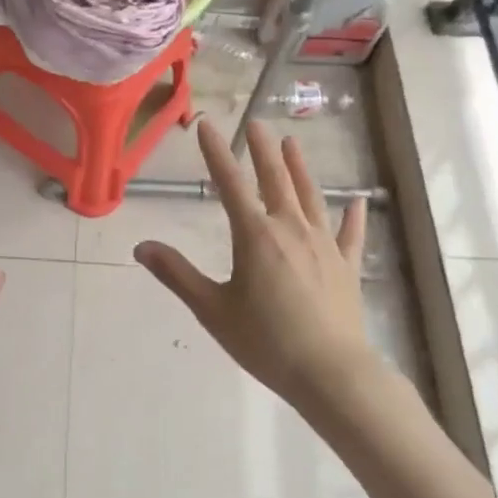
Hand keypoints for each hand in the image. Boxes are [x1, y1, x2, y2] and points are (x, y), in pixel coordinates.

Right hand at [135, 120, 370, 415]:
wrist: (331, 373)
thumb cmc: (266, 341)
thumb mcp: (212, 309)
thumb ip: (177, 275)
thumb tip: (141, 247)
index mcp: (255, 235)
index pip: (230, 184)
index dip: (216, 153)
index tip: (207, 126)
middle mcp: (290, 229)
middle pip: (275, 179)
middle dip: (262, 150)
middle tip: (255, 124)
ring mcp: (323, 245)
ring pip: (310, 196)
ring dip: (299, 168)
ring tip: (292, 143)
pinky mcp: (347, 266)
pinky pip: (349, 234)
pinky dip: (352, 216)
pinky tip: (356, 202)